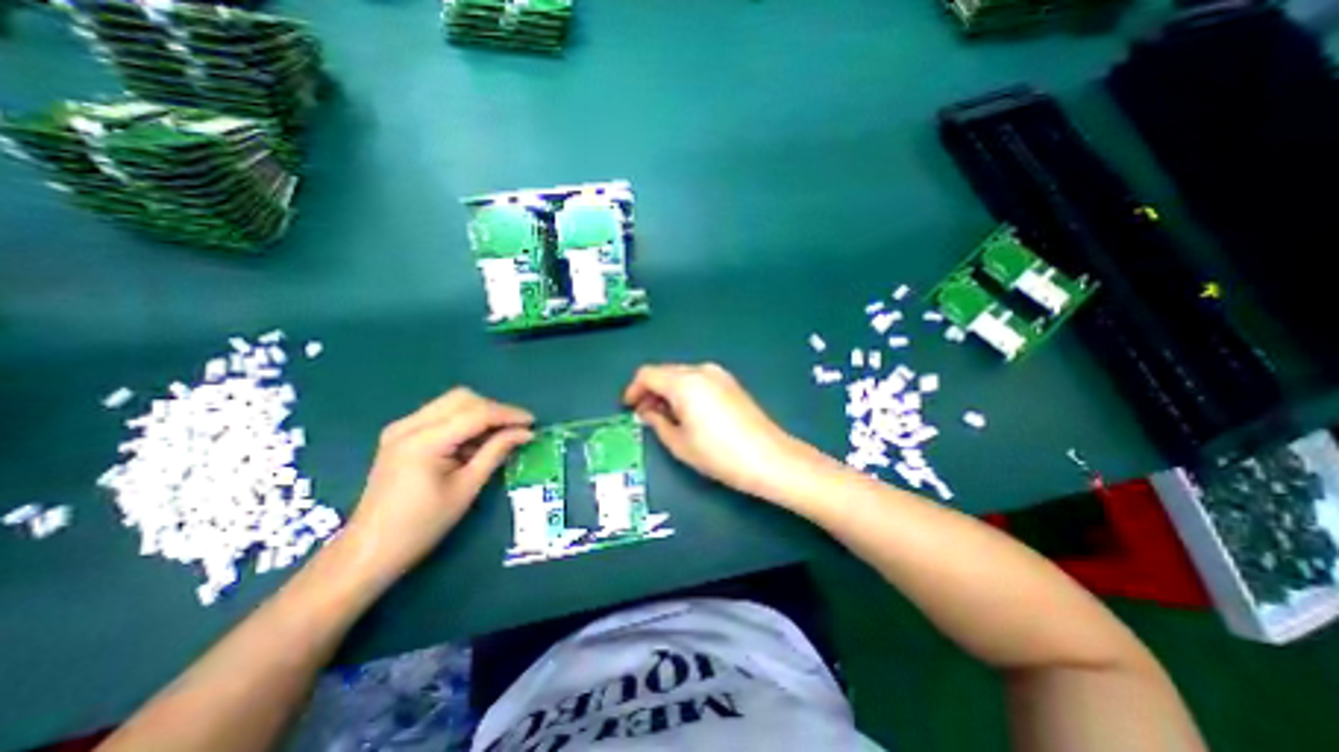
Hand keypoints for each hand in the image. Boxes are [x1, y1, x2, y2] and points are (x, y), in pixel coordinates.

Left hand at [336, 386, 536, 586]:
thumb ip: (496, 452)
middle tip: (515, 429)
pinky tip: (474, 442)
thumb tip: (525, 433)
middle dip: (494, 409)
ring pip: (452, 402)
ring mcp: (401, 428)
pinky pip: (441, 414)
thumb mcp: (467, 488)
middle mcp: (409, 425)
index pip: (476, 413)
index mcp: (424, 441)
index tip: (533, 422)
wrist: (369, 550)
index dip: (508, 414)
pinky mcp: (400, 435)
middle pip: (463, 398)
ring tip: (498, 436)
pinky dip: (464, 421)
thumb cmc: (422, 525)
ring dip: (480, 413)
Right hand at [619, 362, 814, 500]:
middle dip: (651, 390)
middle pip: (665, 371)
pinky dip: (685, 391)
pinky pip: (698, 380)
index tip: (628, 407)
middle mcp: (701, 370)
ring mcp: (719, 375)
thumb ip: (657, 422)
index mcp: (684, 382)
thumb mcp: (679, 443)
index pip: (647, 374)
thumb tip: (647, 411)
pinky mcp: (731, 383)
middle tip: (645, 414)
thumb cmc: (718, 454)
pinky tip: (688, 412)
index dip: (633, 389)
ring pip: (682, 375)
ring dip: (668, 390)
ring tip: (666, 416)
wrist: (769, 458)